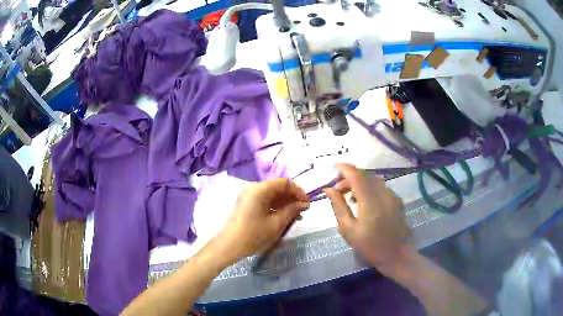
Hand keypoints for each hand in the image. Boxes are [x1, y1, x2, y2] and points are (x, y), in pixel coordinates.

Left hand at [215, 178, 309, 261]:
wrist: (229, 246)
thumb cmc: (254, 234)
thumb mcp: (276, 223)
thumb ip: (292, 211)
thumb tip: (304, 203)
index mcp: (260, 189)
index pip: (284, 183)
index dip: (298, 191)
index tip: (307, 204)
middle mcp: (253, 189)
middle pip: (277, 188)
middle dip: (292, 198)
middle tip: (303, 211)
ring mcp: (249, 197)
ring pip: (272, 195)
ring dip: (285, 203)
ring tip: (296, 216)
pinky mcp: (247, 205)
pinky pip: (265, 201)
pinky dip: (276, 207)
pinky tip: (284, 217)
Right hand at [323, 164, 409, 269]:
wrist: (396, 255)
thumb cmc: (370, 247)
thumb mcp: (349, 230)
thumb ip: (338, 206)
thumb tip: (328, 189)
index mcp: (371, 203)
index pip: (356, 175)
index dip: (344, 168)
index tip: (332, 168)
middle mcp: (384, 194)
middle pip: (365, 175)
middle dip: (349, 177)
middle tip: (337, 189)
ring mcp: (392, 196)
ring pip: (373, 179)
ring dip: (359, 182)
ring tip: (348, 196)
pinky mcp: (397, 199)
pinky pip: (380, 187)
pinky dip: (369, 188)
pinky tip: (363, 201)